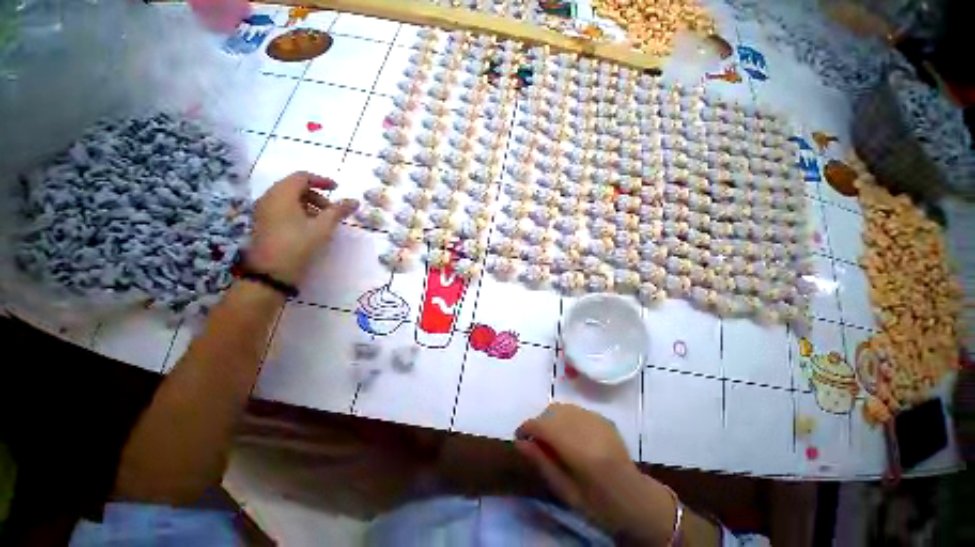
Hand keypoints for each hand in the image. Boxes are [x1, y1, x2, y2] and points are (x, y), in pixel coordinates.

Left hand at [247, 171, 357, 285]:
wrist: (271, 272)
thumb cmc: (298, 244)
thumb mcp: (323, 227)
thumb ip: (339, 211)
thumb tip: (355, 201)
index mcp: (282, 194)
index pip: (302, 177)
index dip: (321, 181)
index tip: (337, 189)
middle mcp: (269, 197)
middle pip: (295, 187)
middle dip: (317, 195)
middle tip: (332, 210)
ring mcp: (264, 210)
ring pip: (289, 199)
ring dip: (309, 205)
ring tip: (324, 221)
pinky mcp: (264, 223)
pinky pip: (283, 209)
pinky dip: (299, 212)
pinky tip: (310, 227)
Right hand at [515, 403, 676, 542]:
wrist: (636, 500)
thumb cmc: (599, 505)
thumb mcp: (566, 493)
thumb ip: (542, 463)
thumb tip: (519, 442)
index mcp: (580, 451)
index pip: (544, 426)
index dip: (527, 427)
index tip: (519, 436)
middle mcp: (588, 428)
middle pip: (552, 412)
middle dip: (538, 422)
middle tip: (535, 439)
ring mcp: (598, 420)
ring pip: (563, 407)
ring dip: (551, 418)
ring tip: (550, 436)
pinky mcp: (603, 418)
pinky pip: (575, 410)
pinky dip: (565, 417)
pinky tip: (568, 434)